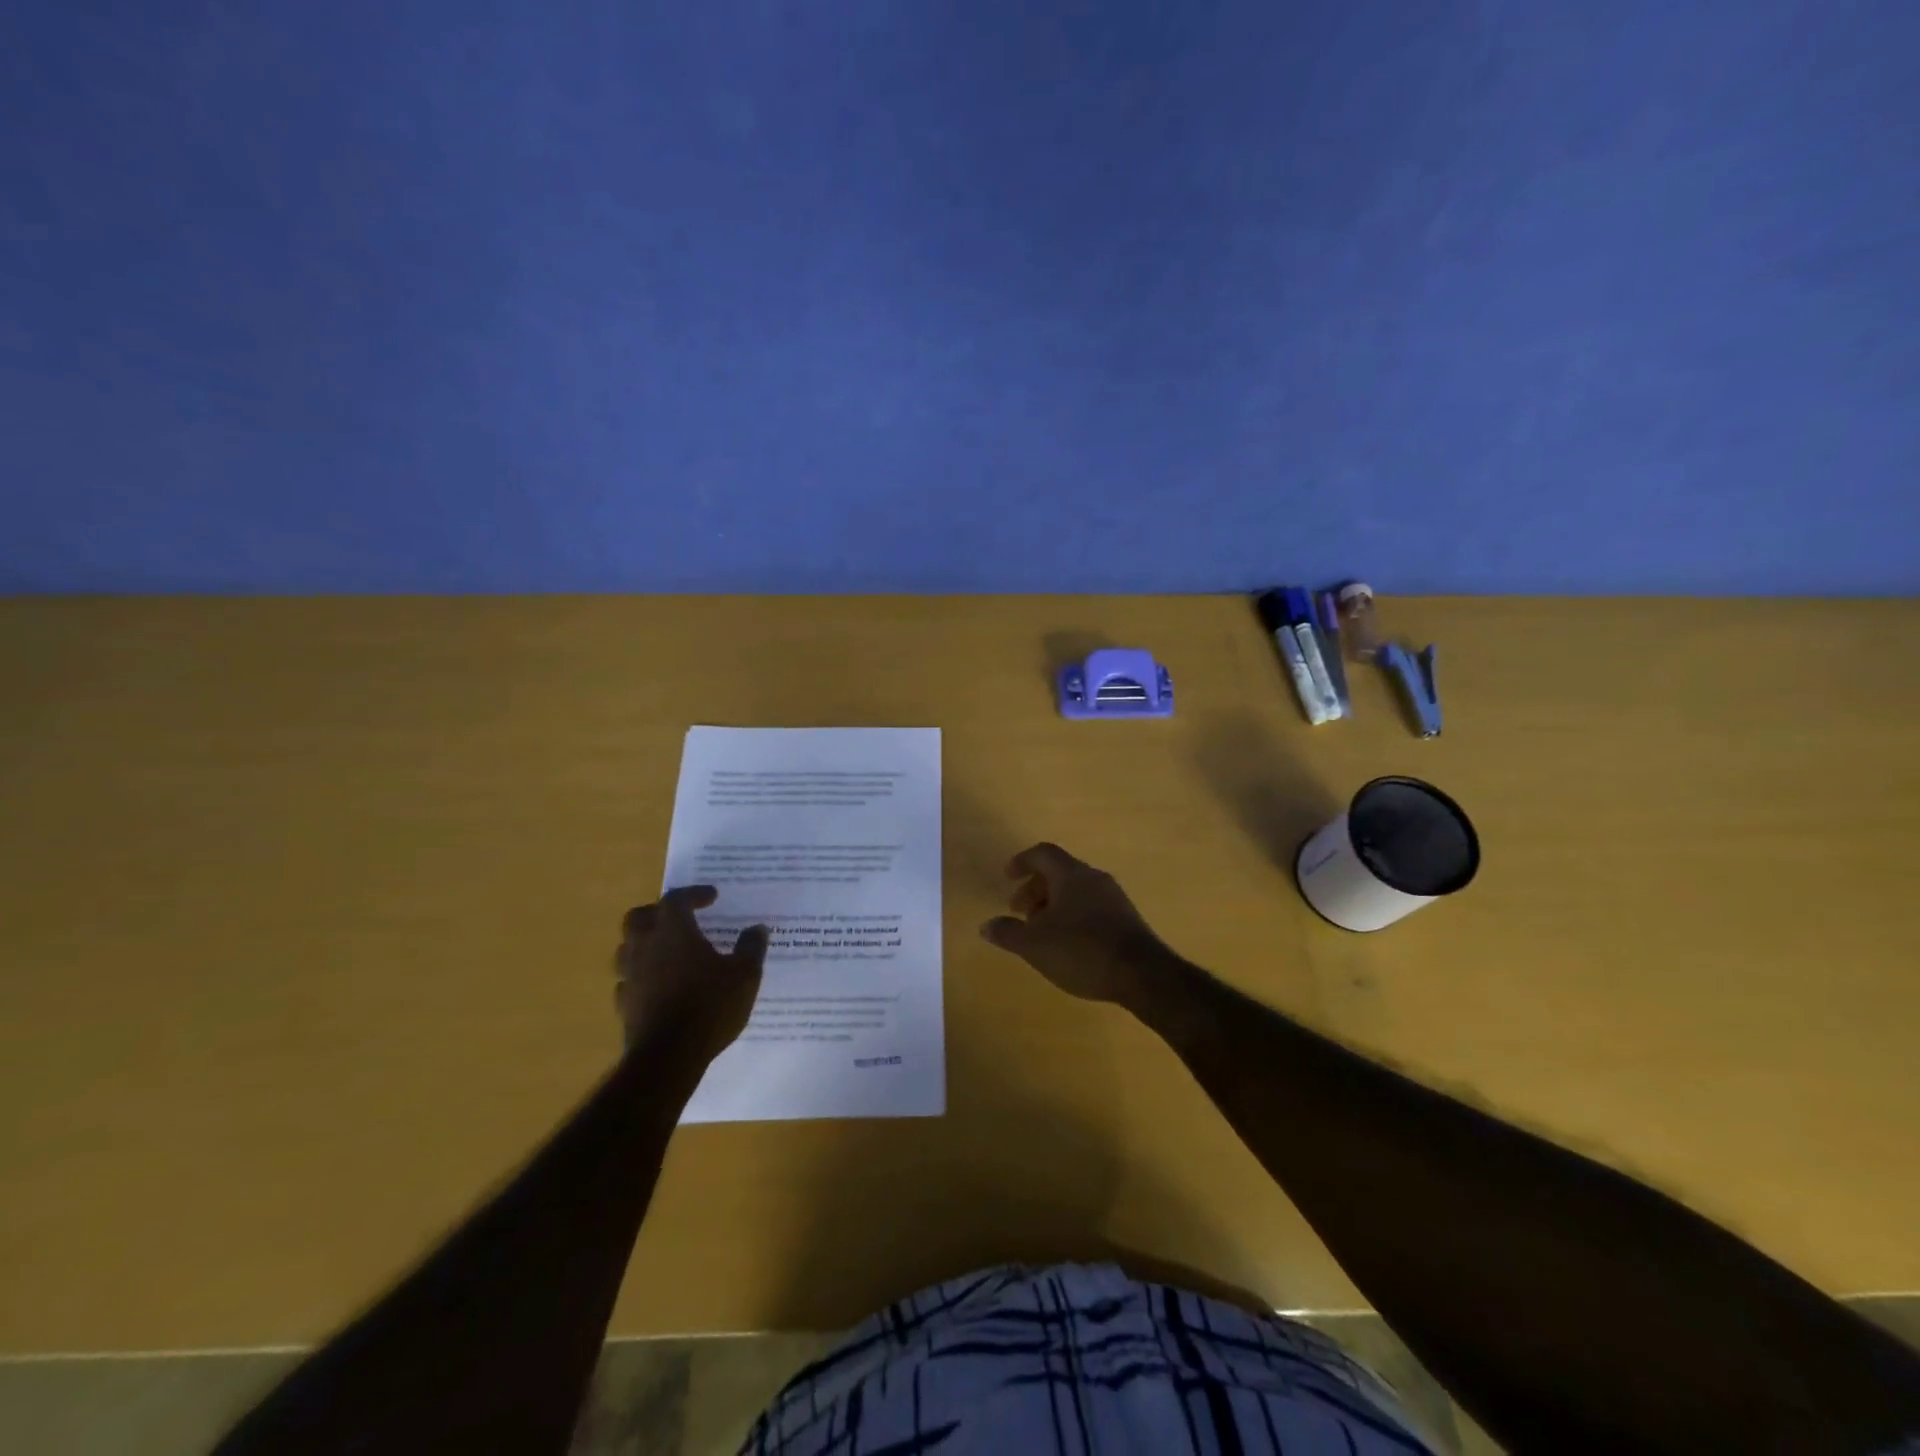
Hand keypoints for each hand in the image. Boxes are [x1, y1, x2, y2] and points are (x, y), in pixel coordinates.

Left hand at [615, 887, 768, 1065]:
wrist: (668, 1057)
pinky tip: (658, 986)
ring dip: (645, 943)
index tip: (712, 897)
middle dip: (658, 912)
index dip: (694, 894)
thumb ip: (751, 948)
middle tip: (680, 918)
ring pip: (627, 948)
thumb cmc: (710, 1006)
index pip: (676, 899)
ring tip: (667, 951)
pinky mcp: (624, 1005)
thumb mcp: (745, 975)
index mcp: (674, 932)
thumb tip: (757, 929)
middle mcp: (646, 947)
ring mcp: (630, 977)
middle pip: (639, 917)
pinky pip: (628, 981)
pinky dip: (641, 976)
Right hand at [979, 843, 1170, 1007]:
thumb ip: (1008, 933)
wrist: (1143, 975)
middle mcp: (1094, 878)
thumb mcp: (1035, 945)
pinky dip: (1072, 915)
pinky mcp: (1126, 919)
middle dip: (1035, 889)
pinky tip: (1067, 943)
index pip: (1043, 853)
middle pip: (1059, 872)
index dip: (1022, 862)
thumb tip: (986, 925)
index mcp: (1071, 875)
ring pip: (1076, 890)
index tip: (1007, 877)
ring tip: (1040, 932)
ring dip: (1053, 904)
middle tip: (1018, 912)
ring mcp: (1114, 898)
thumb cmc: (1082, 951)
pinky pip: (1091, 906)